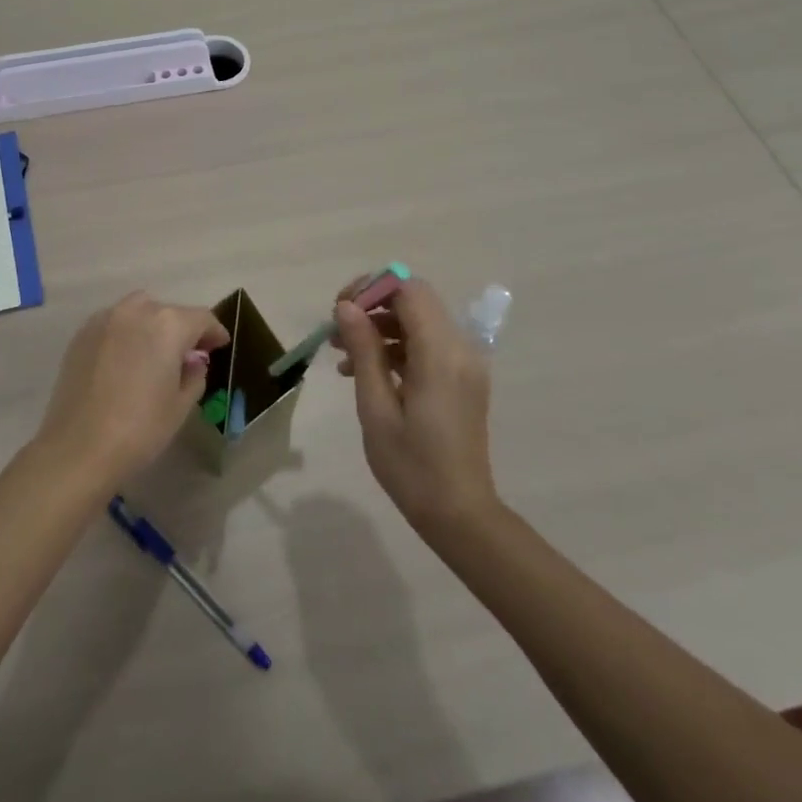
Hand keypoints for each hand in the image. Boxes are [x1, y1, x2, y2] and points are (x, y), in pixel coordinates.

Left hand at [34, 293, 229, 490]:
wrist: (78, 449)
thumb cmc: (140, 429)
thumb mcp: (181, 405)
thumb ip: (195, 374)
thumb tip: (193, 360)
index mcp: (168, 325)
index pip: (201, 318)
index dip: (214, 332)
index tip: (220, 346)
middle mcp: (137, 311)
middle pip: (169, 312)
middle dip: (183, 329)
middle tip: (189, 354)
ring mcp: (105, 320)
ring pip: (139, 311)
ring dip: (153, 325)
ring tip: (155, 352)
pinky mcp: (82, 334)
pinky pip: (114, 323)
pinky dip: (127, 332)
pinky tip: (126, 358)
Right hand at [332, 276, 498, 536]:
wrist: (459, 513)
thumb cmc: (411, 465)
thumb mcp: (376, 408)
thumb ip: (363, 351)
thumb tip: (346, 307)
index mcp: (440, 353)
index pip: (409, 290)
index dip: (372, 289)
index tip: (340, 310)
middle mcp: (460, 348)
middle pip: (414, 301)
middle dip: (372, 307)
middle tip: (336, 331)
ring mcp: (465, 364)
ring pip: (419, 322)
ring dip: (380, 328)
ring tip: (341, 355)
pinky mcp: (462, 378)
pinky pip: (427, 345)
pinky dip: (396, 347)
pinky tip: (364, 371)